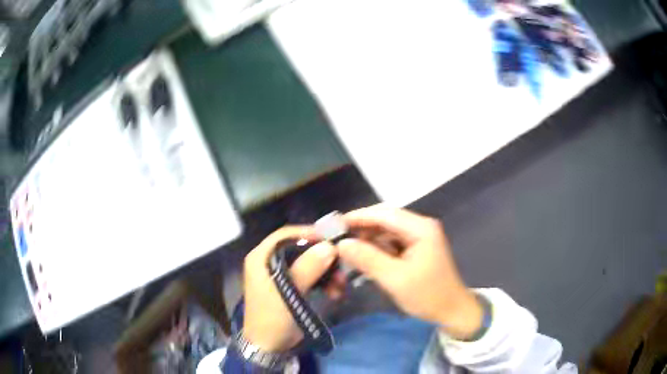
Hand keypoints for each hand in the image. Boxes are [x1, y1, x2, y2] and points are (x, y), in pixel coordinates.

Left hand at [242, 226, 336, 351]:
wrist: (268, 347)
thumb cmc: (273, 318)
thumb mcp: (289, 293)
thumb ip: (307, 268)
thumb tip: (328, 246)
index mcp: (261, 258)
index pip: (285, 235)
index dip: (308, 234)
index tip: (332, 240)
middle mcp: (269, 262)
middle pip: (299, 248)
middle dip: (322, 257)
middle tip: (341, 265)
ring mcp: (280, 275)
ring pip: (307, 263)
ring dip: (326, 272)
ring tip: (341, 285)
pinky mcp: (290, 287)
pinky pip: (310, 277)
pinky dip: (323, 282)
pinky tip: (335, 293)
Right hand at [338, 205, 482, 339]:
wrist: (451, 311)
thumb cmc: (427, 295)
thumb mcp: (395, 278)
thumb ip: (368, 259)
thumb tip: (341, 244)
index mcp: (420, 228)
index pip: (384, 214)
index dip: (358, 217)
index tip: (335, 224)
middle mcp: (420, 227)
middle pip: (385, 220)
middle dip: (361, 228)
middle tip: (337, 238)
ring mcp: (419, 238)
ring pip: (386, 232)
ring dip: (367, 239)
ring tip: (346, 248)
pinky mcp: (416, 249)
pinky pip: (391, 243)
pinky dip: (376, 249)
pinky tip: (362, 256)